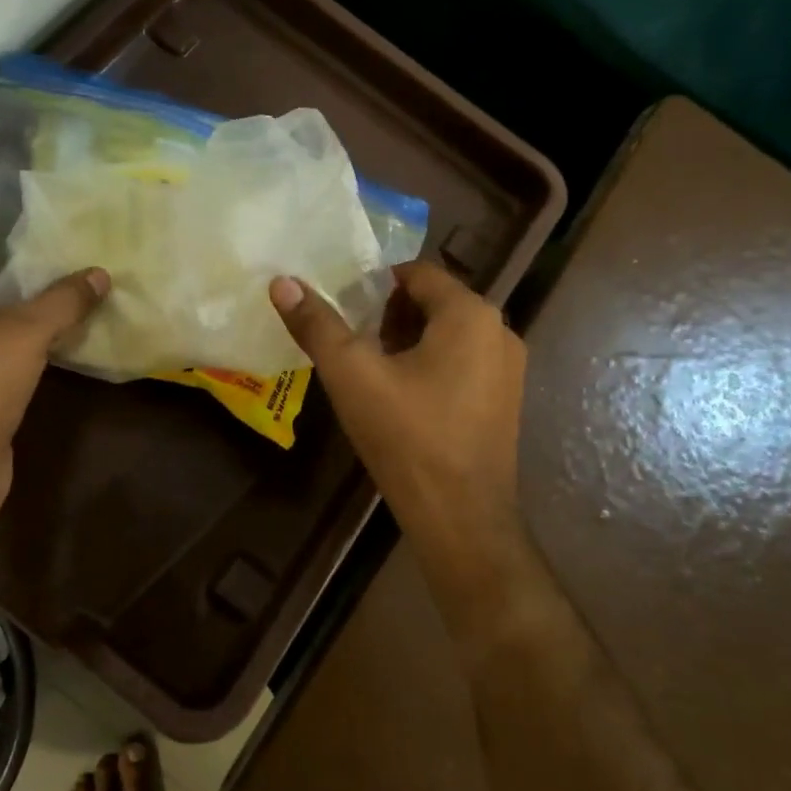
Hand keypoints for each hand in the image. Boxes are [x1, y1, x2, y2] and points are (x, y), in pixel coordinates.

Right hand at [270, 262, 527, 574]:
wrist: (460, 517)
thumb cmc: (406, 436)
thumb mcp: (352, 375)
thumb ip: (317, 325)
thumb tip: (282, 282)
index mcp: (470, 314)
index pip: (418, 273)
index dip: (376, 284)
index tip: (343, 305)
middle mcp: (499, 331)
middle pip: (435, 302)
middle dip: (390, 313)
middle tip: (351, 338)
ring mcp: (509, 369)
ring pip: (449, 334)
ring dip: (409, 340)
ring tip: (370, 367)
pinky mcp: (506, 401)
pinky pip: (464, 363)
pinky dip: (432, 365)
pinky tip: (401, 396)